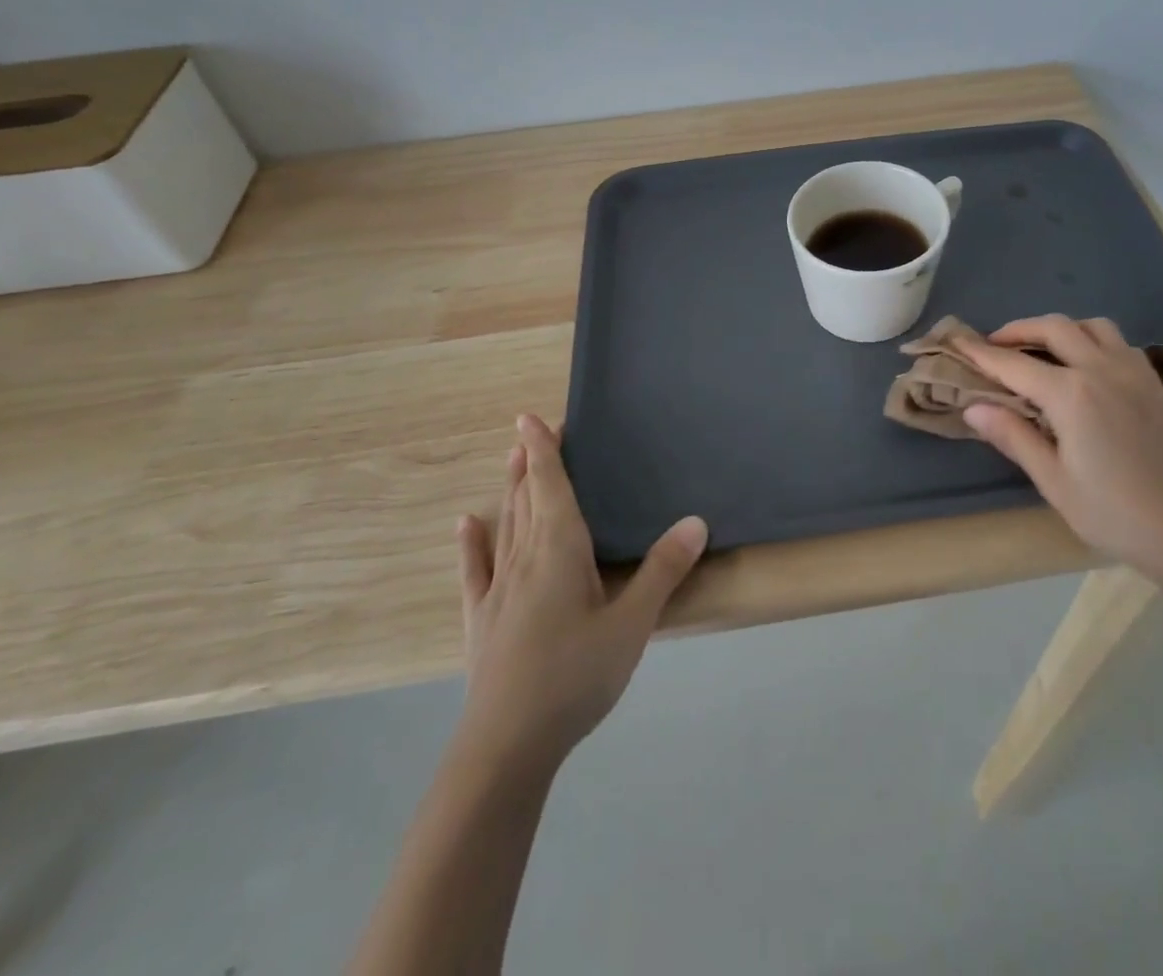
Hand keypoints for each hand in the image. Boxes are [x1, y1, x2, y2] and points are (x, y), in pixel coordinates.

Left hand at [453, 414, 707, 769]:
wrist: (507, 744)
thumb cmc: (575, 676)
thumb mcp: (632, 624)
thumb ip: (662, 570)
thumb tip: (695, 521)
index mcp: (560, 549)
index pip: (550, 485)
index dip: (542, 450)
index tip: (530, 418)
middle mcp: (525, 557)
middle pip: (527, 498)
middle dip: (530, 462)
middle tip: (530, 431)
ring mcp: (497, 588)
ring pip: (505, 525)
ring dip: (509, 490)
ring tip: (510, 460)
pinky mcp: (481, 619)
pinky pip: (475, 569)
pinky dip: (472, 543)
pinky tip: (467, 524)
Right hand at [955, 315, 1162, 574]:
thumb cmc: (1115, 514)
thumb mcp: (1054, 481)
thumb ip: (1013, 437)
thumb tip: (973, 408)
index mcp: (1071, 395)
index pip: (1013, 364)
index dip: (980, 352)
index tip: (955, 341)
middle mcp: (1102, 369)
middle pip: (1053, 328)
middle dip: (1017, 330)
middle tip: (994, 345)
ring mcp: (1134, 372)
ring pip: (1091, 326)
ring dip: (1059, 328)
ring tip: (1040, 350)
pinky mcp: (1154, 384)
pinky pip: (1117, 342)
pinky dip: (1090, 339)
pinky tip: (1084, 366)